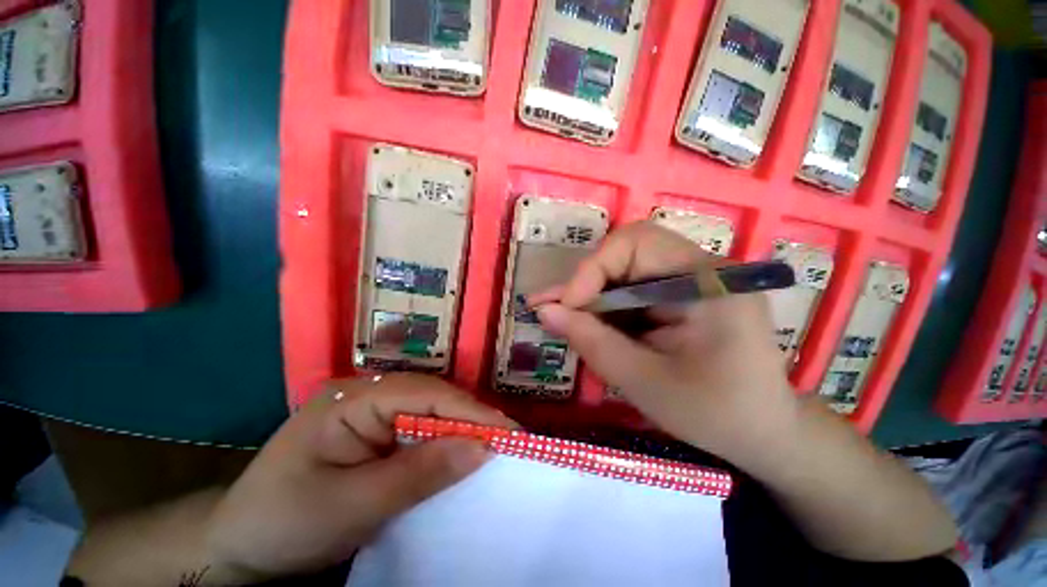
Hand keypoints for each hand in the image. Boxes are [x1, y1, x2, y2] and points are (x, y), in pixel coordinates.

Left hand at [204, 374, 513, 583]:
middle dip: (470, 419)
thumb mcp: (354, 505)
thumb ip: (420, 473)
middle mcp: (365, 393)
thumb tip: (482, 449)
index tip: (510, 433)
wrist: (239, 548)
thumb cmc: (285, 523)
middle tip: (508, 440)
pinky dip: (442, 442)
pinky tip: (459, 453)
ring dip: (460, 429)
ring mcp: (370, 411)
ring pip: (429, 412)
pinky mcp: (373, 431)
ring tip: (493, 445)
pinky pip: (418, 429)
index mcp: (352, 398)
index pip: (425, 394)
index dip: (470, 412)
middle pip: (431, 397)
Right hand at [531, 222, 799, 462]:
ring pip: (625, 271)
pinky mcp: (683, 294)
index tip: (565, 307)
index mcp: (708, 283)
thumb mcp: (644, 382)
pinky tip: (591, 326)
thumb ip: (591, 342)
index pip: (636, 243)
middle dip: (587, 283)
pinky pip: (634, 289)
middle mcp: (703, 269)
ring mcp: (694, 280)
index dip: (592, 270)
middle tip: (554, 311)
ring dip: (592, 296)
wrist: (764, 433)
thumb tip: (544, 311)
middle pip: (627, 253)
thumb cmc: (715, 415)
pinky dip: (607, 307)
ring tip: (563, 320)